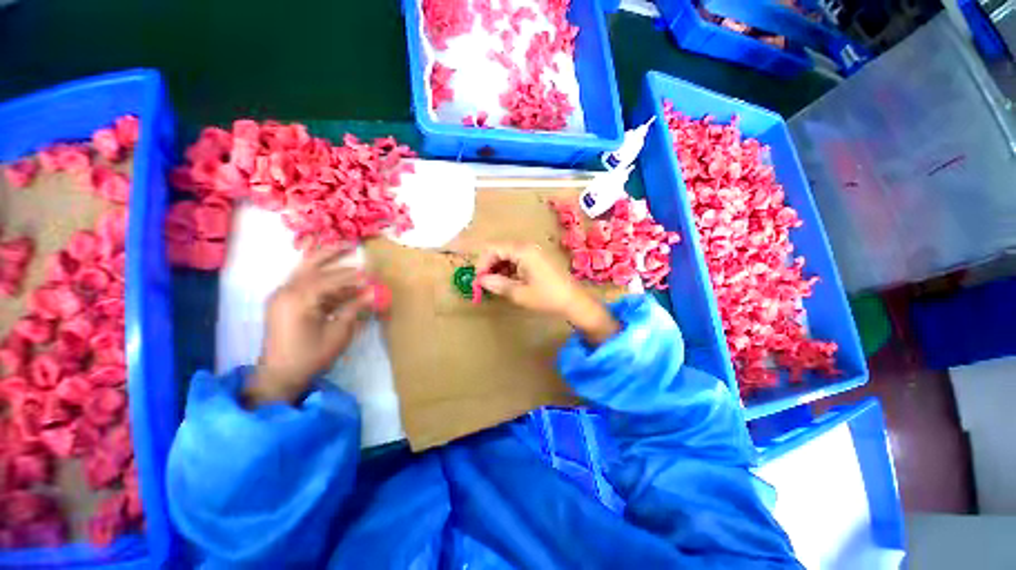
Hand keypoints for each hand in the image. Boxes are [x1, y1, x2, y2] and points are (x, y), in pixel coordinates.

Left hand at [245, 249, 373, 406]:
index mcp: (298, 299)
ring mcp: (281, 295)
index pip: (331, 280)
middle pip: (312, 264)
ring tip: (342, 248)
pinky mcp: (282, 301)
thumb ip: (354, 308)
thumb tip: (373, 292)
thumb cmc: (310, 357)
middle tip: (352, 244)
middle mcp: (286, 291)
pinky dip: (317, 275)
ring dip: (324, 259)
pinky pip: (301, 281)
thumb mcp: (337, 333)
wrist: (278, 375)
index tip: (372, 273)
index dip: (354, 276)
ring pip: (304, 269)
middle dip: (333, 253)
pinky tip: (330, 272)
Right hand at [476, 243, 619, 344]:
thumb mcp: (519, 293)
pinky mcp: (537, 259)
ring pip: (507, 255)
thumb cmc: (547, 297)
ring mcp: (533, 252)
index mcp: (522, 251)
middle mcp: (527, 247)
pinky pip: (517, 259)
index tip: (479, 280)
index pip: (493, 249)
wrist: (574, 301)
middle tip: (485, 284)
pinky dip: (509, 269)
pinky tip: (508, 283)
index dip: (482, 263)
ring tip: (496, 286)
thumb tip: (481, 280)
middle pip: (500, 250)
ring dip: (498, 268)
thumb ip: (497, 284)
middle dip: (489, 266)